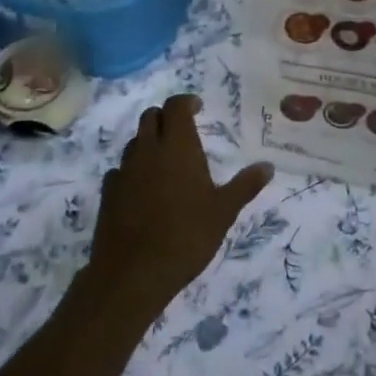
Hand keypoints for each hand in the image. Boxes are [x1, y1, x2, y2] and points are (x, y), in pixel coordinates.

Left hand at [83, 95, 273, 320]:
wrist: (133, 273)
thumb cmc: (186, 236)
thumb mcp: (223, 212)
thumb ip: (245, 186)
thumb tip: (268, 166)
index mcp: (177, 146)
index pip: (176, 106)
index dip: (186, 102)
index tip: (197, 107)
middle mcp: (148, 150)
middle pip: (150, 117)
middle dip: (165, 117)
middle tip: (182, 130)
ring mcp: (124, 171)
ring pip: (134, 142)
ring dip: (148, 142)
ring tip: (165, 161)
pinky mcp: (108, 193)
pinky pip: (120, 170)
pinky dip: (132, 170)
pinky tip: (143, 189)